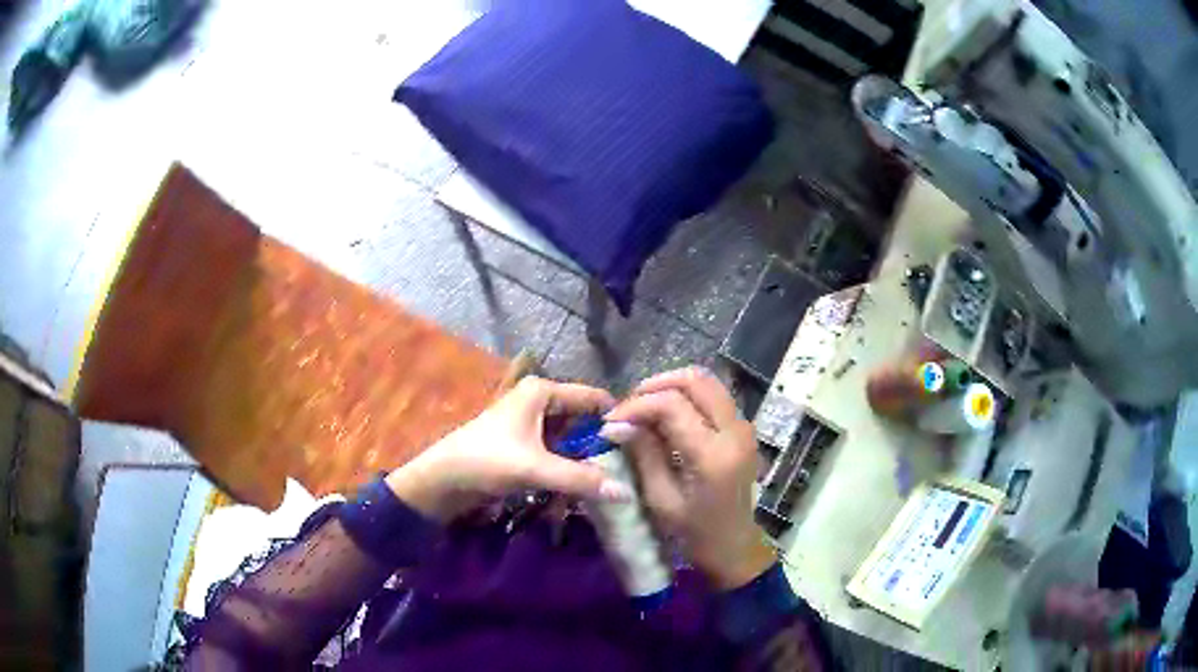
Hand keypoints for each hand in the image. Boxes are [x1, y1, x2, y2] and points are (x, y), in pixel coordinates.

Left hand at [386, 377, 631, 520]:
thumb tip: (627, 493)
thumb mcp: (535, 468)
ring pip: (573, 440)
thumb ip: (581, 479)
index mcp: (542, 391)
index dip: (617, 418)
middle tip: (630, 470)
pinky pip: (559, 453)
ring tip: (612, 483)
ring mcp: (532, 423)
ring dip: (587, 461)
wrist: (442, 481)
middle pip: (584, 420)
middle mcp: (540, 401)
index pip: (594, 398)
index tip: (642, 445)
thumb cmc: (485, 461)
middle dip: (602, 446)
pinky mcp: (526, 445)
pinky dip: (570, 469)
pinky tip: (583, 488)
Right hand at [603, 367, 775, 589]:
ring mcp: (744, 427)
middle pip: (695, 381)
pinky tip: (666, 416)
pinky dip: (688, 397)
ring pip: (708, 383)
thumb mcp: (661, 498)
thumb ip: (643, 454)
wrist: (734, 545)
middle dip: (656, 386)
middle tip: (629, 406)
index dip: (637, 405)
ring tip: (644, 408)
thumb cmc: (694, 532)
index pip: (672, 404)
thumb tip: (616, 423)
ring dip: (672, 388)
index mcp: (713, 454)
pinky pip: (715, 397)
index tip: (611, 419)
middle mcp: (735, 431)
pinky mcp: (743, 429)